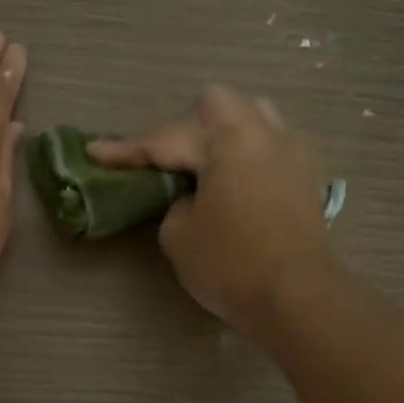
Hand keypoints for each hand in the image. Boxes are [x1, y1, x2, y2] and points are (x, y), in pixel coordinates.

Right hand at [91, 85, 334, 331]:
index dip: (127, 150)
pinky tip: (238, 181)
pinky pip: (273, 145)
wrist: (299, 298)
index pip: (165, 140)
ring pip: (254, 116)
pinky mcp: (309, 177)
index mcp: (227, 141)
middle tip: (166, 162)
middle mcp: (264, 134)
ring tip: (206, 165)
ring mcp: (293, 152)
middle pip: (217, 104)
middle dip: (184, 126)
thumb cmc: (232, 265)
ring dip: (224, 132)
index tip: (95, 151)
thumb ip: (174, 205)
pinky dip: (249, 154)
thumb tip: (192, 198)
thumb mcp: (178, 236)